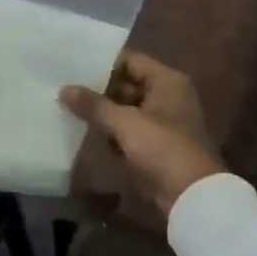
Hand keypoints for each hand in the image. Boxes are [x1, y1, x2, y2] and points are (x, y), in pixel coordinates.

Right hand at [60, 50, 224, 217]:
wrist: (192, 195)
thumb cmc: (162, 148)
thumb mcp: (125, 123)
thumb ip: (94, 105)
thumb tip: (64, 89)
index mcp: (167, 81)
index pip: (130, 60)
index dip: (103, 63)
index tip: (73, 65)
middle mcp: (167, 95)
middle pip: (127, 84)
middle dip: (99, 89)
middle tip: (65, 86)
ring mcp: (163, 121)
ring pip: (126, 108)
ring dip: (103, 111)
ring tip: (68, 106)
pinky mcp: (156, 144)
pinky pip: (129, 129)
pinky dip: (112, 131)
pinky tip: (87, 132)